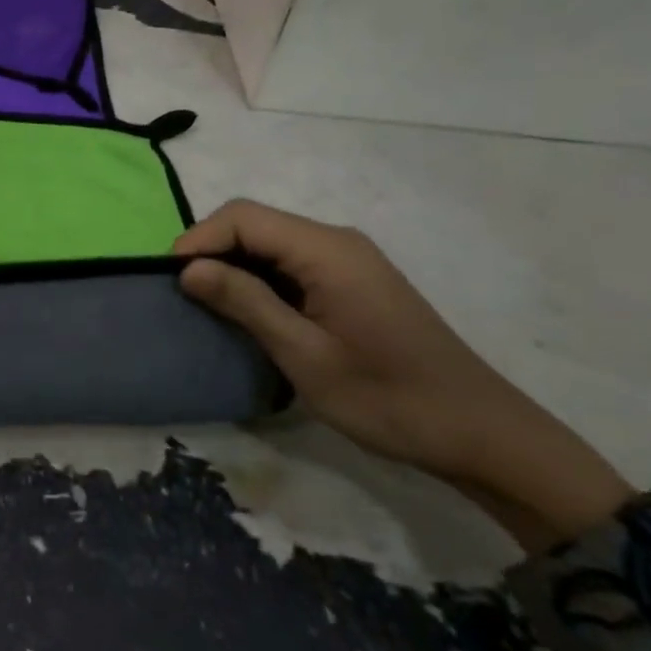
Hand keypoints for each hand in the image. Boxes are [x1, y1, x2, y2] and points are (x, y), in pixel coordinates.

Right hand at [175, 200, 633, 551]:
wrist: (479, 433)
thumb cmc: (387, 398)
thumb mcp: (304, 354)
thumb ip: (245, 303)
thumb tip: (188, 269)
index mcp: (327, 250)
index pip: (244, 217)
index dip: (199, 240)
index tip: (171, 281)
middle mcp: (337, 242)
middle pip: (256, 223)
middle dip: (212, 250)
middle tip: (184, 296)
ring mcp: (349, 260)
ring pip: (271, 243)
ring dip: (234, 266)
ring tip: (207, 305)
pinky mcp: (353, 282)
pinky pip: (292, 263)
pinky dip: (260, 279)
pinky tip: (249, 311)